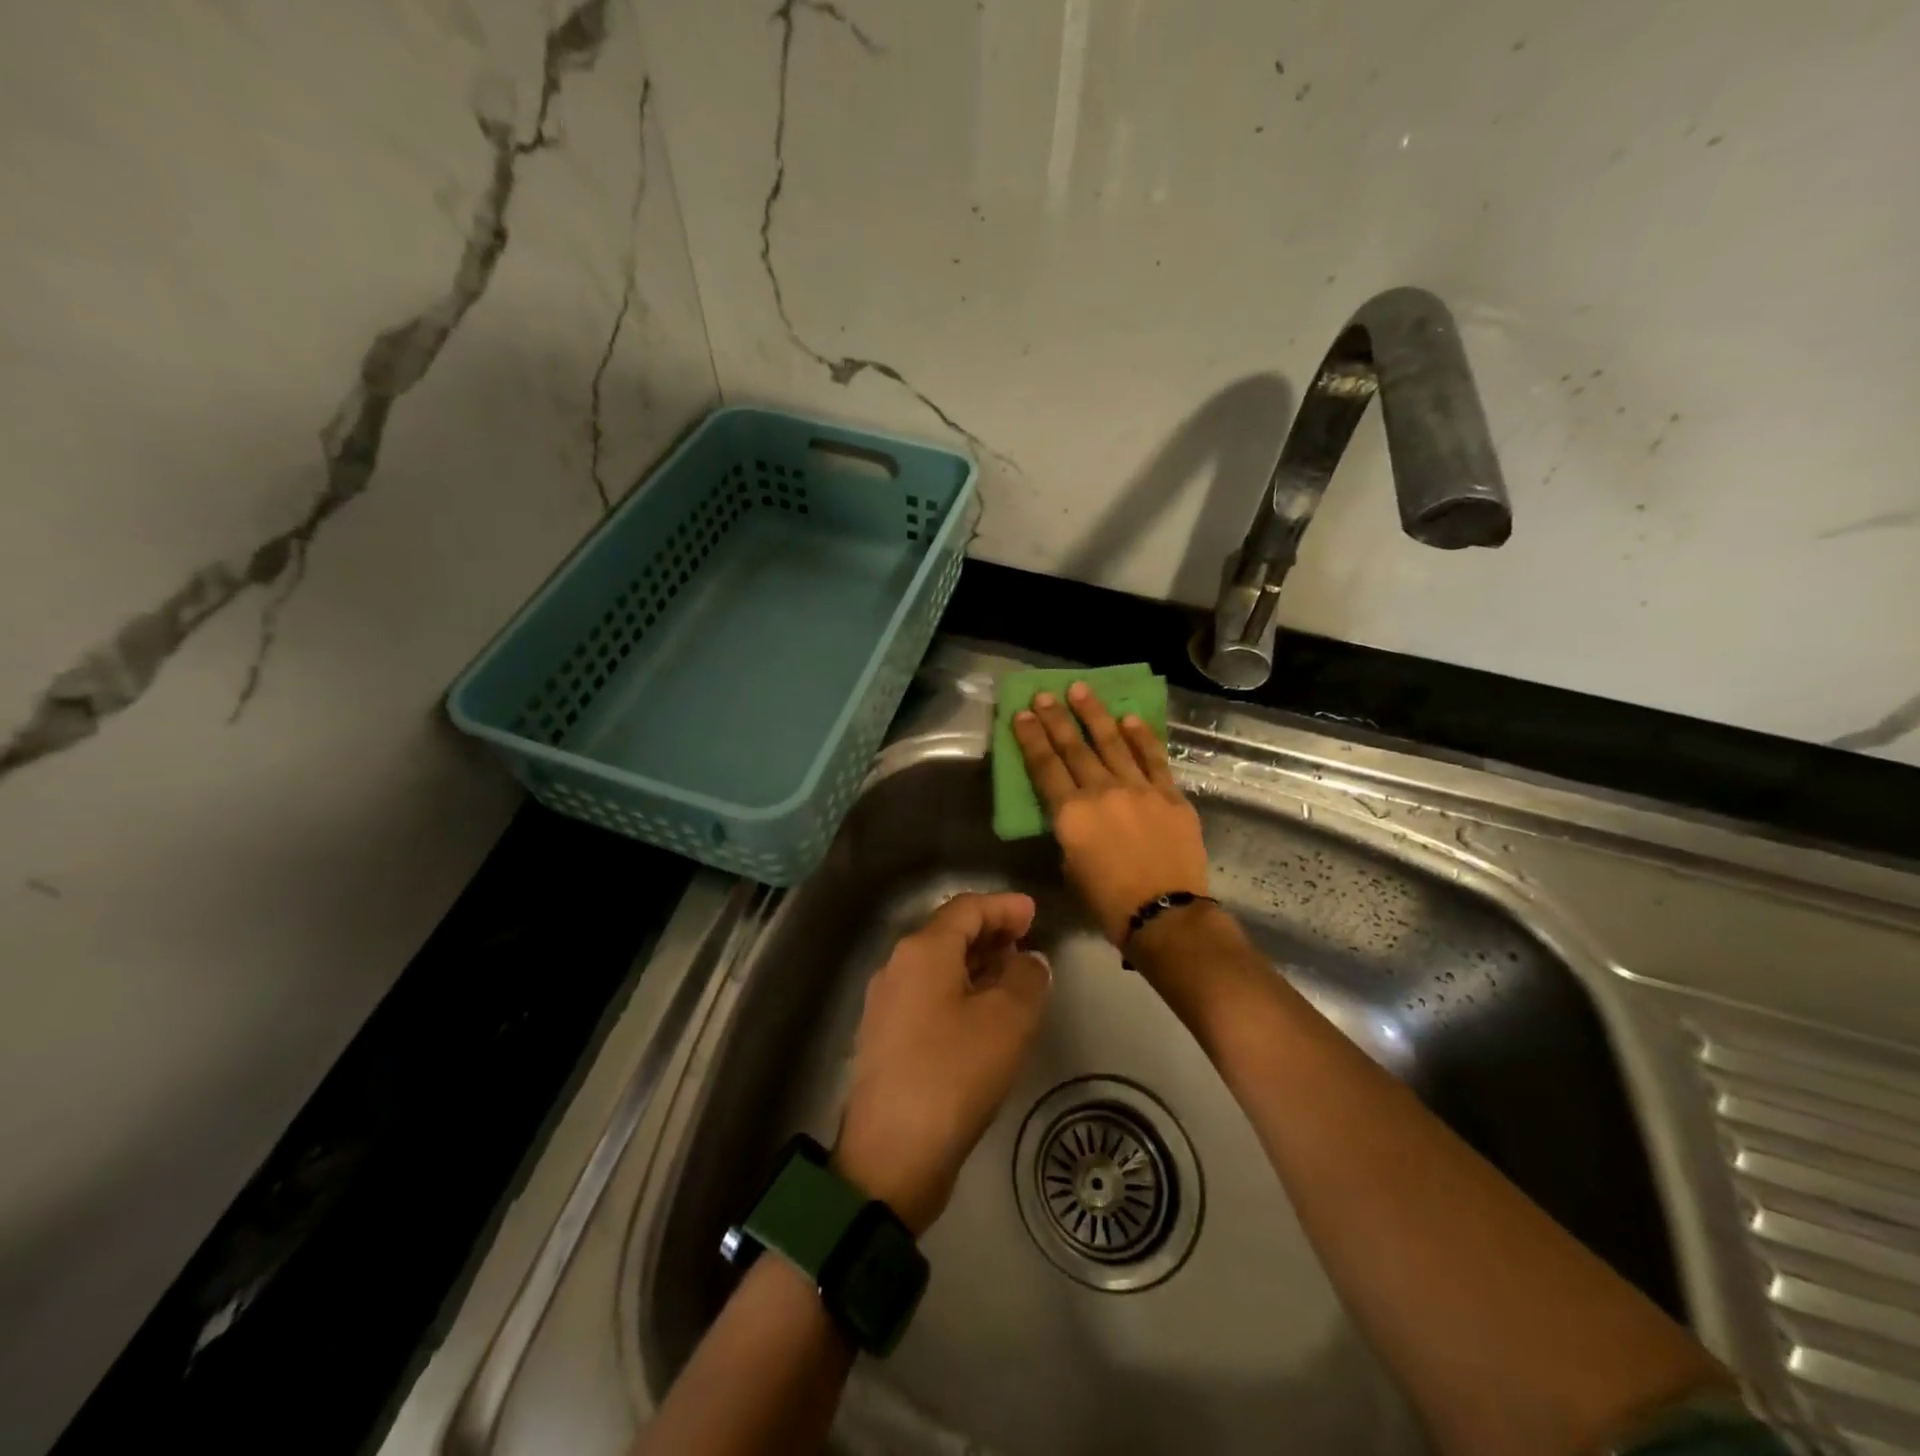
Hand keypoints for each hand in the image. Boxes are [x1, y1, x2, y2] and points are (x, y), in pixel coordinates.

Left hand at [834, 892, 1050, 1235]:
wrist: (891, 1155)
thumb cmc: (954, 1073)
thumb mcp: (1008, 1021)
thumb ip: (1027, 978)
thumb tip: (1029, 960)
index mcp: (922, 950)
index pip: (966, 908)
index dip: (1003, 906)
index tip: (1034, 913)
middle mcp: (897, 966)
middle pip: (948, 933)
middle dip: (990, 932)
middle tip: (1027, 941)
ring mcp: (886, 1003)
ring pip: (938, 966)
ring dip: (976, 963)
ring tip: (1013, 974)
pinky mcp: (886, 1037)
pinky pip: (928, 994)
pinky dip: (960, 990)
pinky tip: (984, 1013)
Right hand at [1010, 682, 1209, 945]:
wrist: (1165, 915)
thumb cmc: (1108, 902)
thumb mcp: (1071, 866)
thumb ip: (1071, 831)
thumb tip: (1077, 812)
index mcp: (1071, 814)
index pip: (1045, 766)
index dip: (1031, 738)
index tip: (1021, 714)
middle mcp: (1102, 792)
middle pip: (1074, 747)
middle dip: (1056, 718)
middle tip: (1044, 694)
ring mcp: (1139, 789)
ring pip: (1112, 742)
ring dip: (1094, 714)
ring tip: (1081, 690)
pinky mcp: (1170, 794)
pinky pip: (1153, 758)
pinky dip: (1140, 737)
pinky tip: (1130, 718)